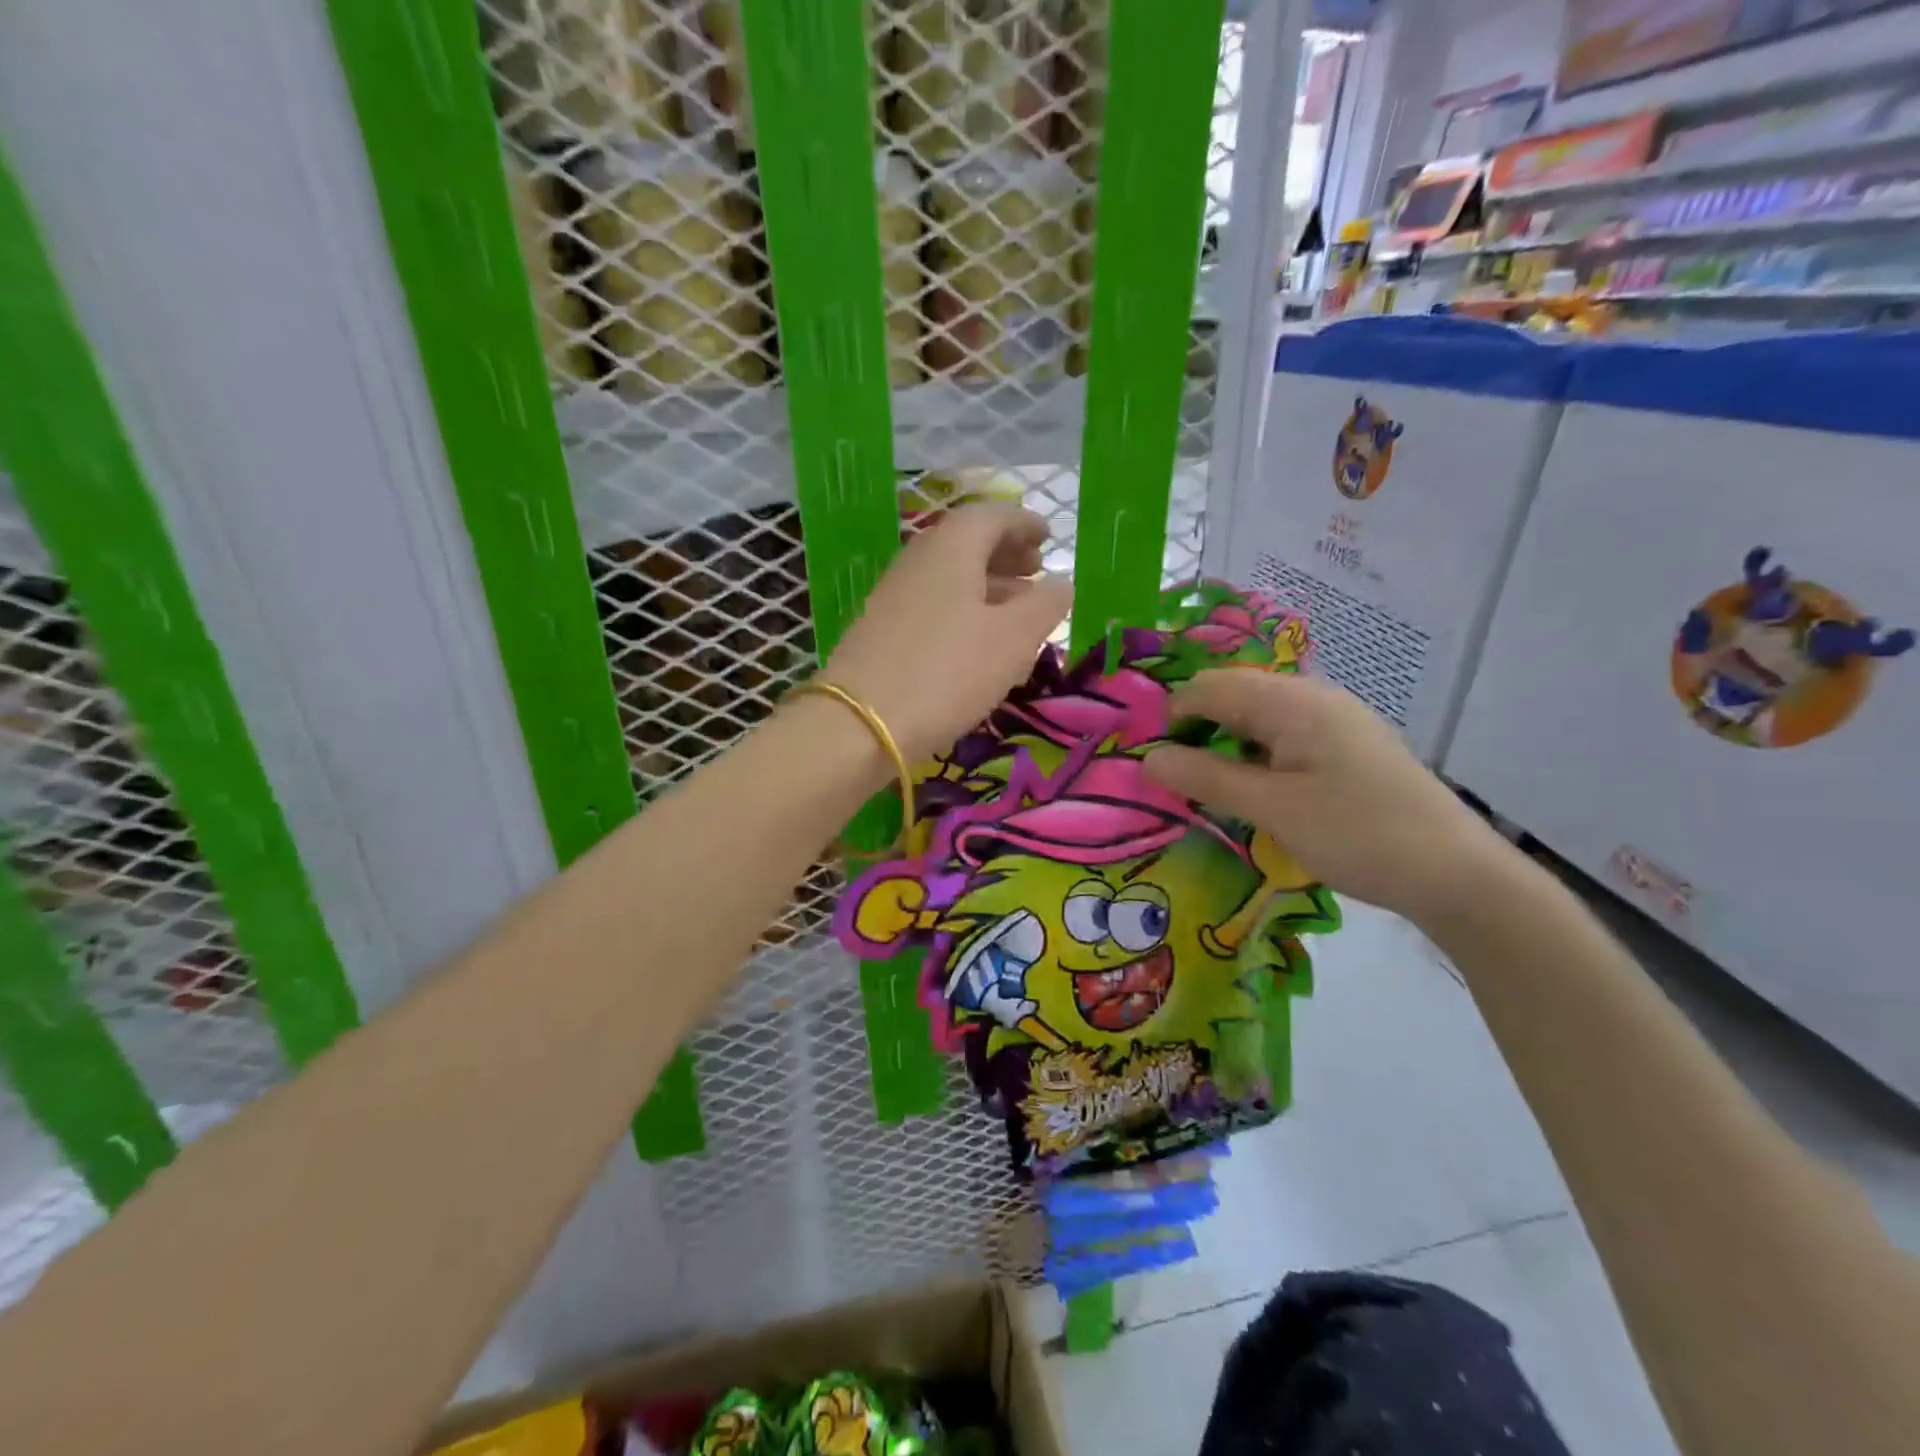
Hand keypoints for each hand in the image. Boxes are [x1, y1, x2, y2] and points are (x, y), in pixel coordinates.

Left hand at [822, 503, 1071, 762]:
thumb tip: (1061, 583)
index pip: (993, 516)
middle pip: (967, 543)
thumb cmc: (947, 672)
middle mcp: (918, 560)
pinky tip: (978, 642)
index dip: (1025, 524)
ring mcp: (894, 595)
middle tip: (1035, 570)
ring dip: (987, 585)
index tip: (1049, 538)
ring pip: (950, 577)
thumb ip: (1045, 606)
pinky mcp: (881, 630)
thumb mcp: (1012, 640)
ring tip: (1017, 610)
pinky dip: (963, 610)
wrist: (858, 724)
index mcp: (952, 548)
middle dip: (1006, 553)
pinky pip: (933, 604)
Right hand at [1143, 671, 1512, 928]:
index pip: (1210, 688)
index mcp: (1293, 702)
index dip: (1171, 716)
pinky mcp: (1347, 744)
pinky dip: (1254, 753)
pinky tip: (1254, 787)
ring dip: (1224, 742)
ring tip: (1209, 785)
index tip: (1151, 761)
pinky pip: (1284, 734)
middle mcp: (1314, 697)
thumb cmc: (1357, 835)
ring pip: (1258, 716)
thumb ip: (1206, 778)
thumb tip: (1148, 758)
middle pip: (1234, 695)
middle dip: (1196, 727)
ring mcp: (1335, 719)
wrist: (1457, 874)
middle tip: (1175, 776)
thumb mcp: (1272, 809)